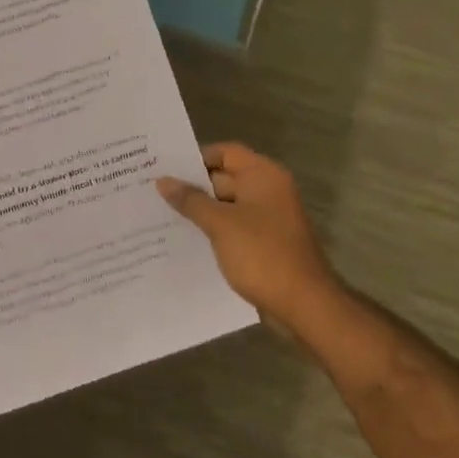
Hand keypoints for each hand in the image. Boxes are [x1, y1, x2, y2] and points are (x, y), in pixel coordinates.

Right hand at [157, 143, 344, 336]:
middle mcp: (268, 190)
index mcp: (263, 175)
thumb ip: (191, 200)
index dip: (196, 157)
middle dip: (193, 186)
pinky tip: (185, 240)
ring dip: (200, 211)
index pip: (225, 152)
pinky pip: (234, 227)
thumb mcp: (220, 224)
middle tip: (154, 192)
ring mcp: (268, 218)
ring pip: (227, 205)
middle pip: (224, 177)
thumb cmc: (262, 255)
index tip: (165, 168)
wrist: (304, 304)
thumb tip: (163, 181)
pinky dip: (213, 230)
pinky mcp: (265, 243)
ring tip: (161, 215)